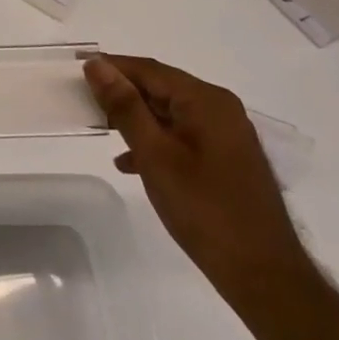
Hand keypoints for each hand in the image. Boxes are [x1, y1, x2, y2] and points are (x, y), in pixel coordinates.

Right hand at [83, 54, 312, 304]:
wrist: (263, 274)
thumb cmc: (204, 209)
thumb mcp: (155, 154)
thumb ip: (125, 106)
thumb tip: (97, 65)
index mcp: (206, 100)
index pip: (149, 69)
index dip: (111, 67)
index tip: (76, 70)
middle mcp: (220, 109)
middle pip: (160, 88)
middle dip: (122, 93)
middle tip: (83, 101)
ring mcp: (226, 135)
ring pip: (169, 113)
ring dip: (135, 119)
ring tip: (101, 130)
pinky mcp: (226, 159)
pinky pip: (182, 136)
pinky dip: (155, 142)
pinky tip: (130, 163)